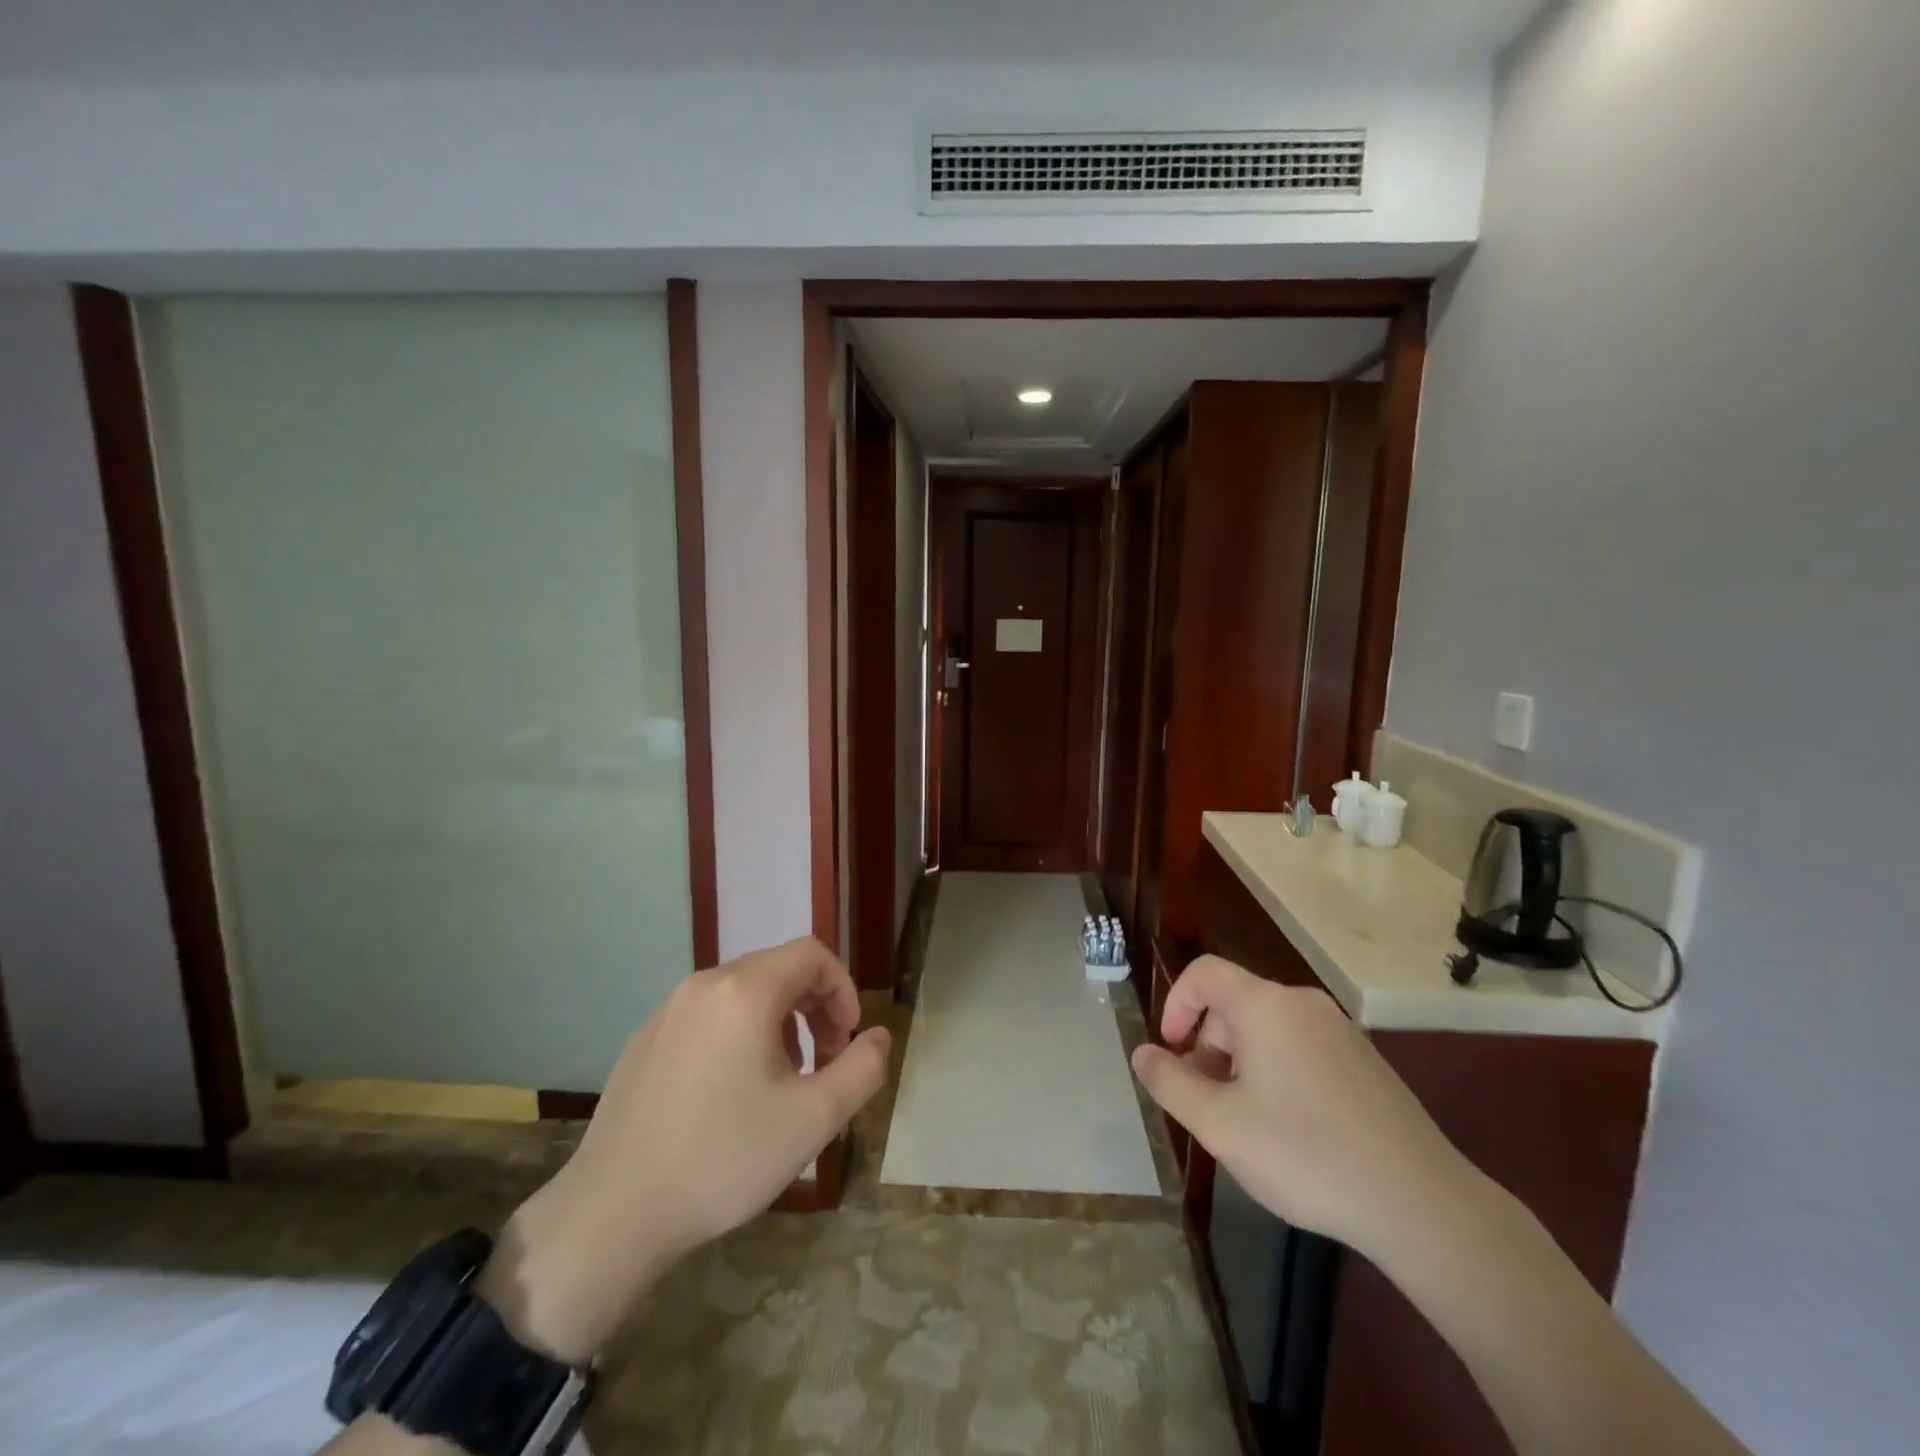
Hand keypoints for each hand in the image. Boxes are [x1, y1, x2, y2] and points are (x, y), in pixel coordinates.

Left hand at [476, 938, 890, 1362]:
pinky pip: (709, 1015)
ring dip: (780, 1022)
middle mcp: (705, 984)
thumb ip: (862, 1069)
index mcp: (746, 990)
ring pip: (744, 993)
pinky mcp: (645, 1039)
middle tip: (825, 1063)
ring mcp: (668, 1010)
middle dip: (815, 1007)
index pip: (813, 955)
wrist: (613, 1213)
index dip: (844, 989)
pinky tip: (731, 1094)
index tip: (849, 1040)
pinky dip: (740, 1034)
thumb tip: (878, 1037)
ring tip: (783, 1081)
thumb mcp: (813, 1119)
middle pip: (779, 969)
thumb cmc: (723, 1158)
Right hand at [1131, 956, 1479, 1255]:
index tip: (1171, 1052)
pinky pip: (1301, 1048)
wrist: (1421, 1204)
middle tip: (1205, 1102)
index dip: (1175, 1004)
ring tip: (1245, 1122)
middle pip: (1235, 1004)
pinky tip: (1290, 1130)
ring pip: (1268, 1029)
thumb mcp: (1219, 1125)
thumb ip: (1171, 1083)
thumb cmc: (1305, 1154)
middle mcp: (1302, 1004)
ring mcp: (1340, 1031)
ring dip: (1240, 1063)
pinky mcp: (1365, 1062)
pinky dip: (1276, 1072)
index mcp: (1265, 1005)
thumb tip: (1141, 1053)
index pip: (1204, 973)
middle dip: (1207, 1044)